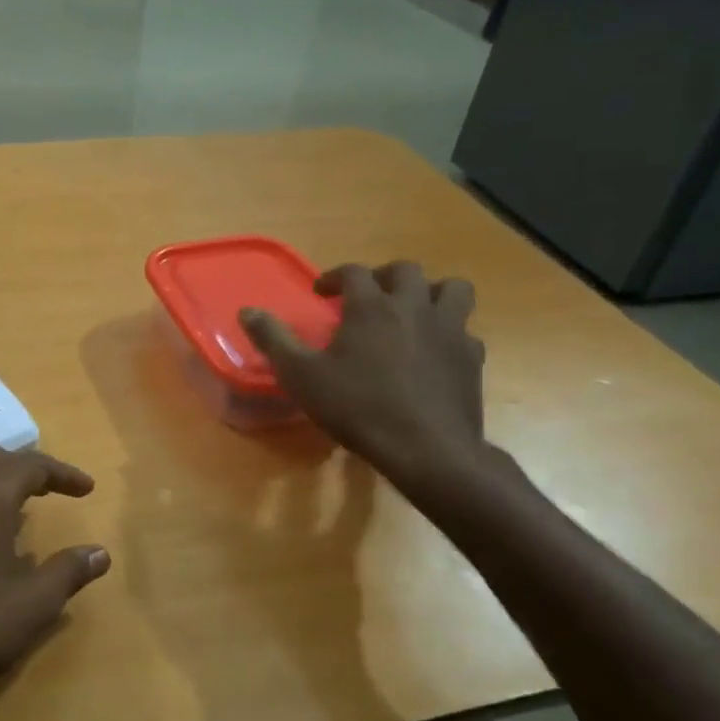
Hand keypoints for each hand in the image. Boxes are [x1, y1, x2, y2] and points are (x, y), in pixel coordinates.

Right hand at [240, 261, 487, 491]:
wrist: (427, 450)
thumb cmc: (357, 408)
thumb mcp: (301, 376)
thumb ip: (274, 339)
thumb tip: (247, 311)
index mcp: (371, 306)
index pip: (353, 272)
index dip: (334, 276)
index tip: (321, 293)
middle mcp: (414, 307)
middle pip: (406, 270)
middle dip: (383, 276)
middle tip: (368, 297)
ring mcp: (450, 330)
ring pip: (452, 289)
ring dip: (431, 293)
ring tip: (412, 312)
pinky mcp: (472, 358)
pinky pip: (465, 332)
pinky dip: (450, 334)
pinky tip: (435, 353)